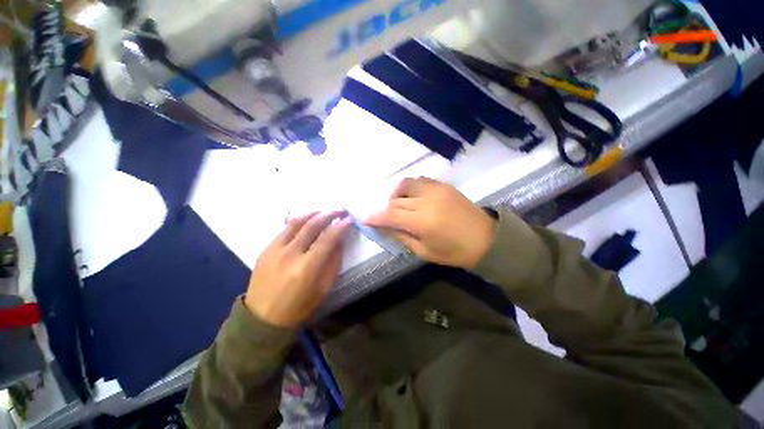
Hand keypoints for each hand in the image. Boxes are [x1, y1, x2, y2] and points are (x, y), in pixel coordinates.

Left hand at [245, 211, 352, 327]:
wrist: (262, 319)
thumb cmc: (298, 308)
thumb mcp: (323, 289)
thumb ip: (333, 263)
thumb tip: (339, 242)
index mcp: (306, 268)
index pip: (328, 239)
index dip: (341, 227)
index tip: (349, 220)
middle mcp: (290, 254)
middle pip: (312, 225)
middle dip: (329, 214)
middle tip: (340, 210)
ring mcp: (275, 250)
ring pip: (296, 222)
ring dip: (313, 213)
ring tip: (324, 211)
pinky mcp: (265, 249)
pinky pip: (284, 229)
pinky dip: (298, 221)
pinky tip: (306, 220)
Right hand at [366, 177, 495, 268]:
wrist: (487, 239)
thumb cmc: (454, 252)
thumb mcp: (424, 252)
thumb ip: (401, 237)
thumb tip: (384, 227)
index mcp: (422, 222)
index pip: (391, 215)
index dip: (376, 217)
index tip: (366, 219)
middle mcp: (427, 201)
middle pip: (396, 200)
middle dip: (386, 209)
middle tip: (386, 218)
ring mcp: (436, 190)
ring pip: (406, 184)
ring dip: (397, 194)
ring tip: (400, 205)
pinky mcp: (444, 185)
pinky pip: (420, 181)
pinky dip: (411, 188)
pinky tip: (414, 198)